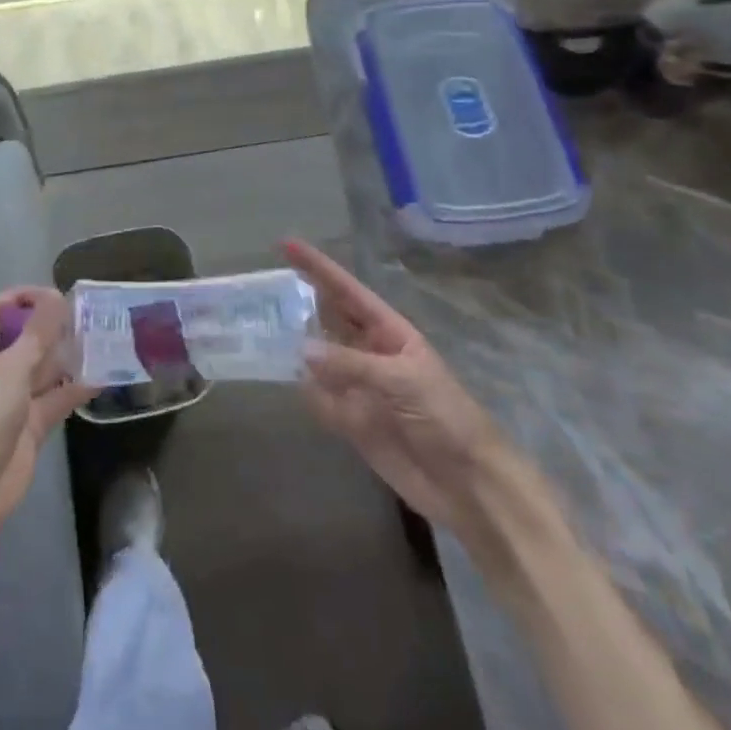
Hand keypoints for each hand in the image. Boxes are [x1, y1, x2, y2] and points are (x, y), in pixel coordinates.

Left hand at [0, 286, 92, 545]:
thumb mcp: (12, 368)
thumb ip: (37, 333)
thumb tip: (56, 296)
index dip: (18, 297)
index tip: (50, 295)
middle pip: (22, 337)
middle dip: (50, 325)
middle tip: (84, 315)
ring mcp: (14, 397)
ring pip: (43, 367)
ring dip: (66, 355)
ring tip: (99, 339)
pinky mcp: (32, 424)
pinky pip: (57, 397)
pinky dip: (76, 388)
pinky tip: (102, 376)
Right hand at [285, 239, 502, 529]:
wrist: (469, 485)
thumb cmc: (445, 417)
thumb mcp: (401, 380)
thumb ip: (350, 365)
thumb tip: (302, 351)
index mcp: (388, 332)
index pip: (346, 290)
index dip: (317, 267)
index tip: (285, 244)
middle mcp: (370, 353)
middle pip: (328, 319)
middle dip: (300, 301)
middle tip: (262, 287)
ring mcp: (360, 387)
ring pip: (319, 358)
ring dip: (296, 346)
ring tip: (261, 328)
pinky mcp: (353, 422)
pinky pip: (321, 399)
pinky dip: (306, 392)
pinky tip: (289, 382)